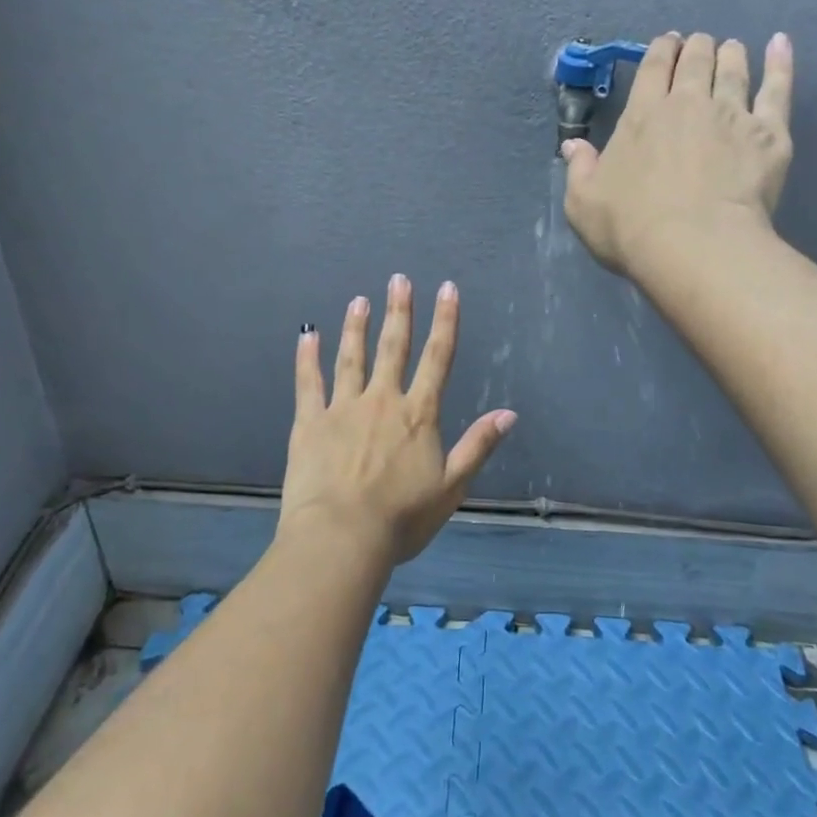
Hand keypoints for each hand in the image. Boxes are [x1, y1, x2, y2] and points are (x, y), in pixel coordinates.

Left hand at [280, 275, 516, 567]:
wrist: (341, 537)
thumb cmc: (401, 518)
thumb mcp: (452, 487)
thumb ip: (478, 446)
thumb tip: (509, 413)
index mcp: (418, 415)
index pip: (438, 358)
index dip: (445, 321)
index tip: (447, 289)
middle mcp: (382, 401)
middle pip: (394, 348)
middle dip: (399, 311)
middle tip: (398, 279)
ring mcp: (343, 408)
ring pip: (351, 358)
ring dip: (357, 327)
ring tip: (359, 300)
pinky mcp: (310, 423)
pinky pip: (308, 383)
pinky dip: (307, 358)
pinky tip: (307, 334)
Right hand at [561, 31, 793, 277]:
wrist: (696, 247)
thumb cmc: (631, 228)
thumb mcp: (583, 203)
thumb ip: (579, 170)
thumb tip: (573, 146)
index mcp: (642, 115)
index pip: (653, 68)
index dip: (661, 50)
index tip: (667, 43)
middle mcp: (689, 103)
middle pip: (695, 61)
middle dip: (696, 47)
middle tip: (698, 46)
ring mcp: (733, 114)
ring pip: (733, 69)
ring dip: (730, 53)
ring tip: (731, 48)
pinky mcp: (769, 134)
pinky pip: (778, 89)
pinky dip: (780, 63)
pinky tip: (780, 44)